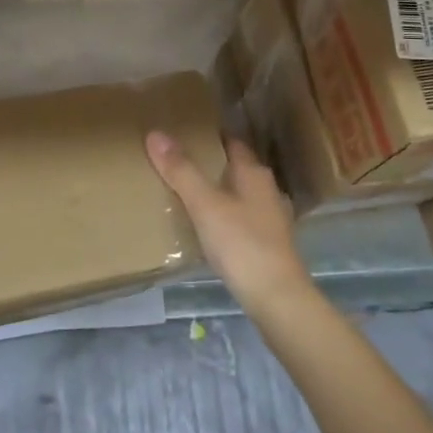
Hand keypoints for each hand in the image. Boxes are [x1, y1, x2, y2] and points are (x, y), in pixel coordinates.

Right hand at [146, 132, 312, 312]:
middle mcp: (266, 190)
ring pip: (239, 194)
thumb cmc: (242, 243)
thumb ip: (181, 171)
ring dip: (218, 191)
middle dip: (211, 164)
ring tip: (187, 193)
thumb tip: (156, 134)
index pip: (232, 142)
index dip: (210, 136)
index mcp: (254, 173)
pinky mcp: (268, 244)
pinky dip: (224, 216)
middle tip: (177, 161)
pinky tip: (207, 227)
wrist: (276, 299)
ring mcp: (270, 218)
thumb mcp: (205, 205)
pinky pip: (241, 218)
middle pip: (235, 168)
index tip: (184, 133)